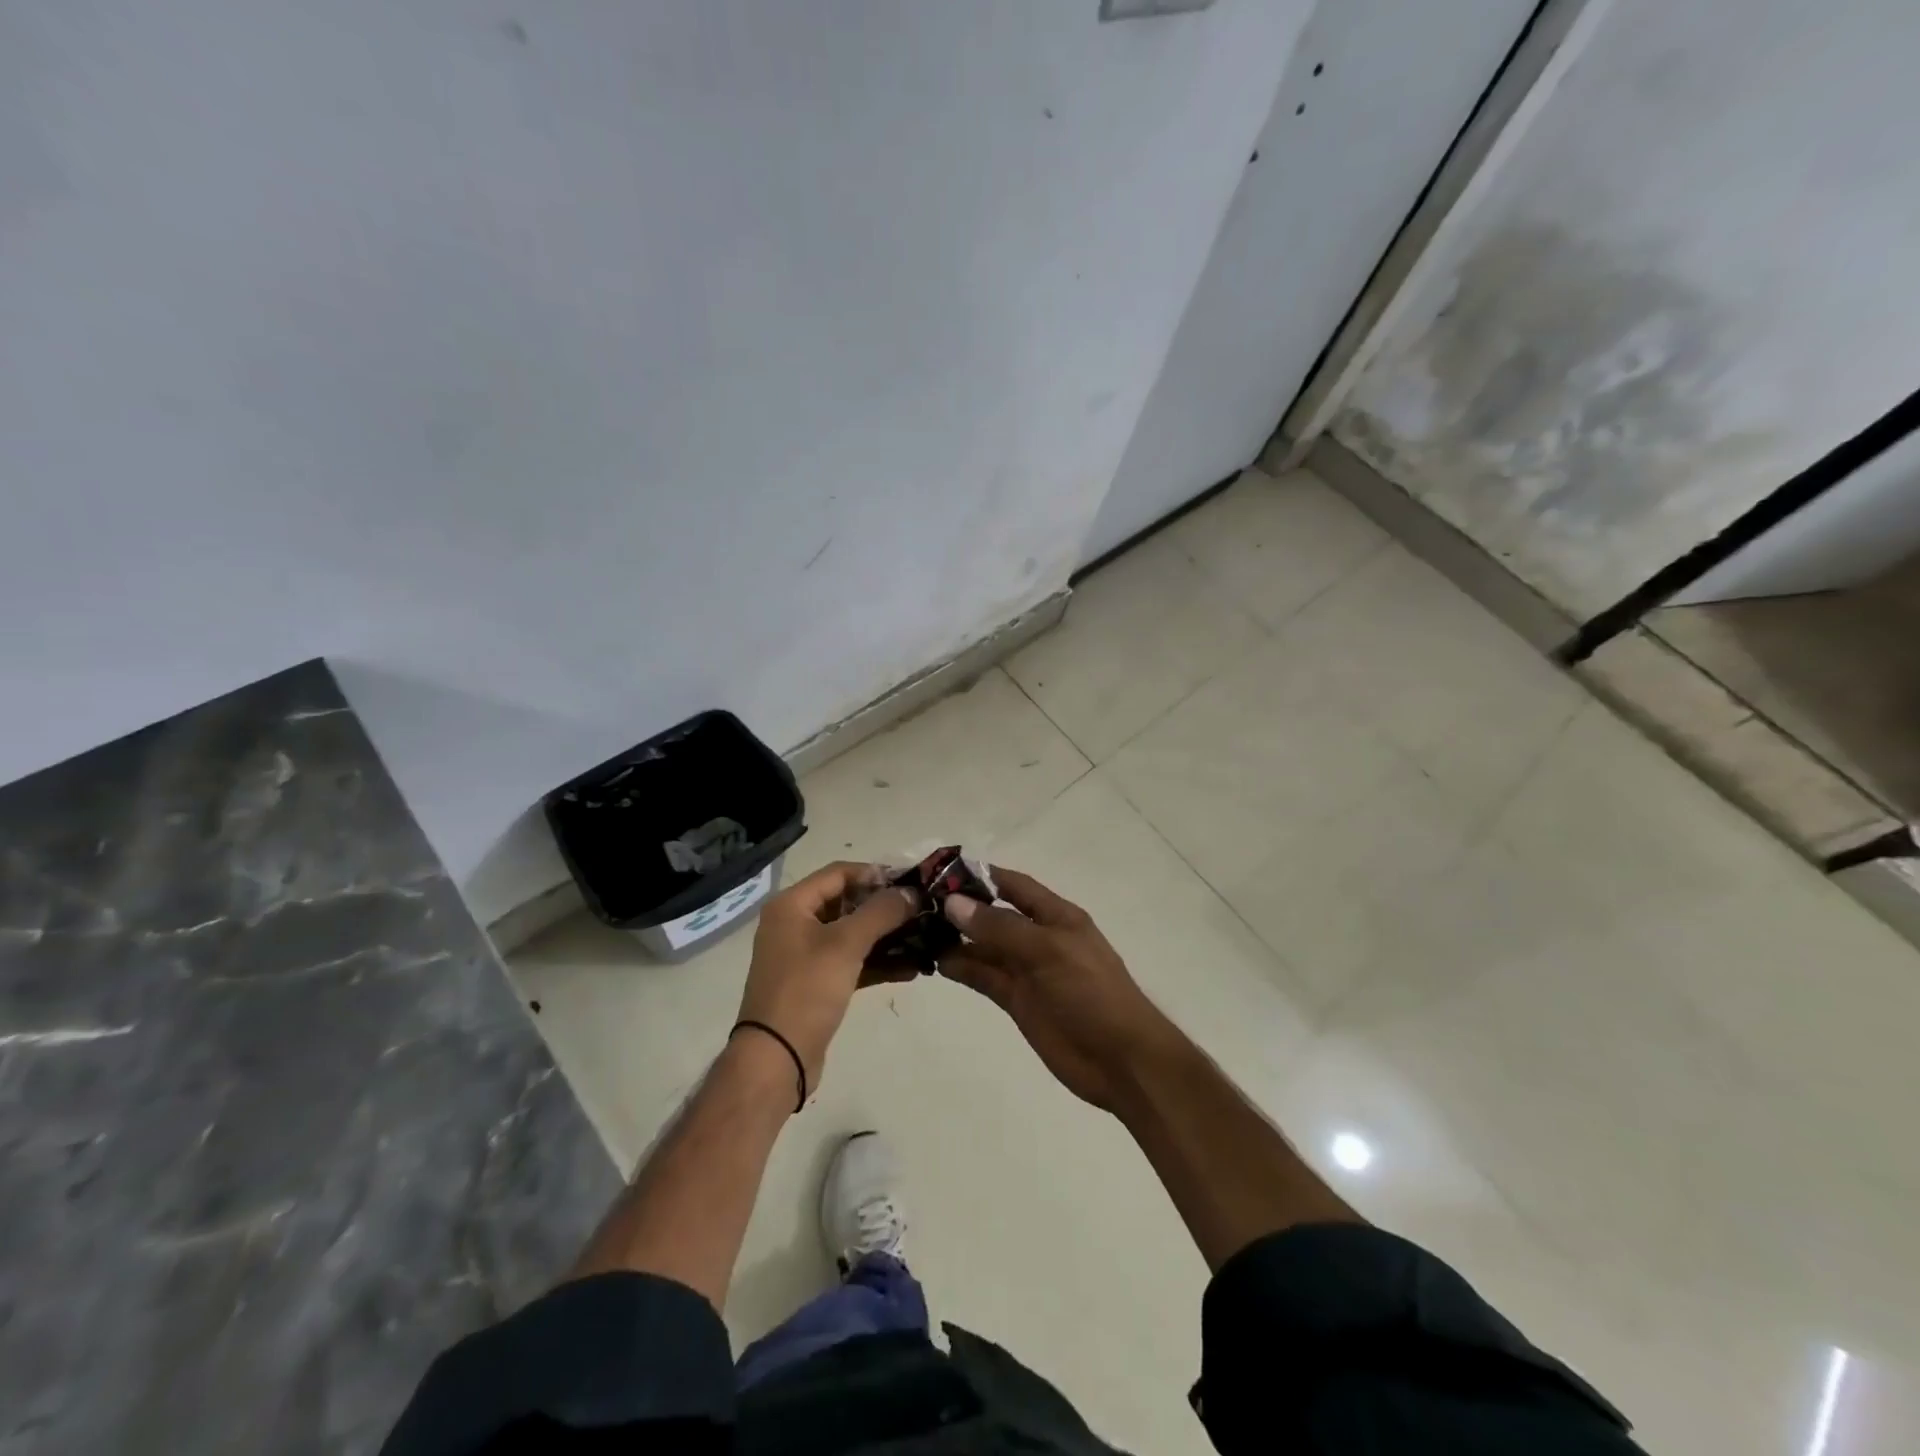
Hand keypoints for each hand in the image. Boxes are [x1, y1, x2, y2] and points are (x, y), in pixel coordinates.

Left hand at [736, 862, 917, 1098]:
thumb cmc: (806, 990)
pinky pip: (852, 962)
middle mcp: (795, 924)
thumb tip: (911, 893)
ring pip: (853, 934)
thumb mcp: (846, 944)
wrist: (776, 1059)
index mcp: (792, 905)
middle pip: (847, 902)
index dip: (875, 873)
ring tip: (925, 937)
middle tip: (923, 909)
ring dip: (887, 936)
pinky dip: (878, 963)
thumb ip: (881, 912)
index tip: (911, 881)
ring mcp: (805, 956)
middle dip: (885, 906)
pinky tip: (913, 968)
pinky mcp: (817, 983)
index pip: (839, 873)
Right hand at [938, 868, 1175, 1111]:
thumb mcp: (1048, 951)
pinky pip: (985, 976)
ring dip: (956, 939)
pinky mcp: (1017, 1000)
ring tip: (917, 933)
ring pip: (985, 947)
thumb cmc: (1091, 993)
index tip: (941, 872)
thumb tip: (953, 903)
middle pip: (995, 915)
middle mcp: (1039, 938)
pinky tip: (937, 963)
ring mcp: (1027, 970)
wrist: (1121, 1061)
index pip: (1014, 885)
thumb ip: (1000, 928)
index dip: (982, 876)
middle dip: (962, 908)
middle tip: (917, 905)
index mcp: (1057, 916)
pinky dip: (963, 969)